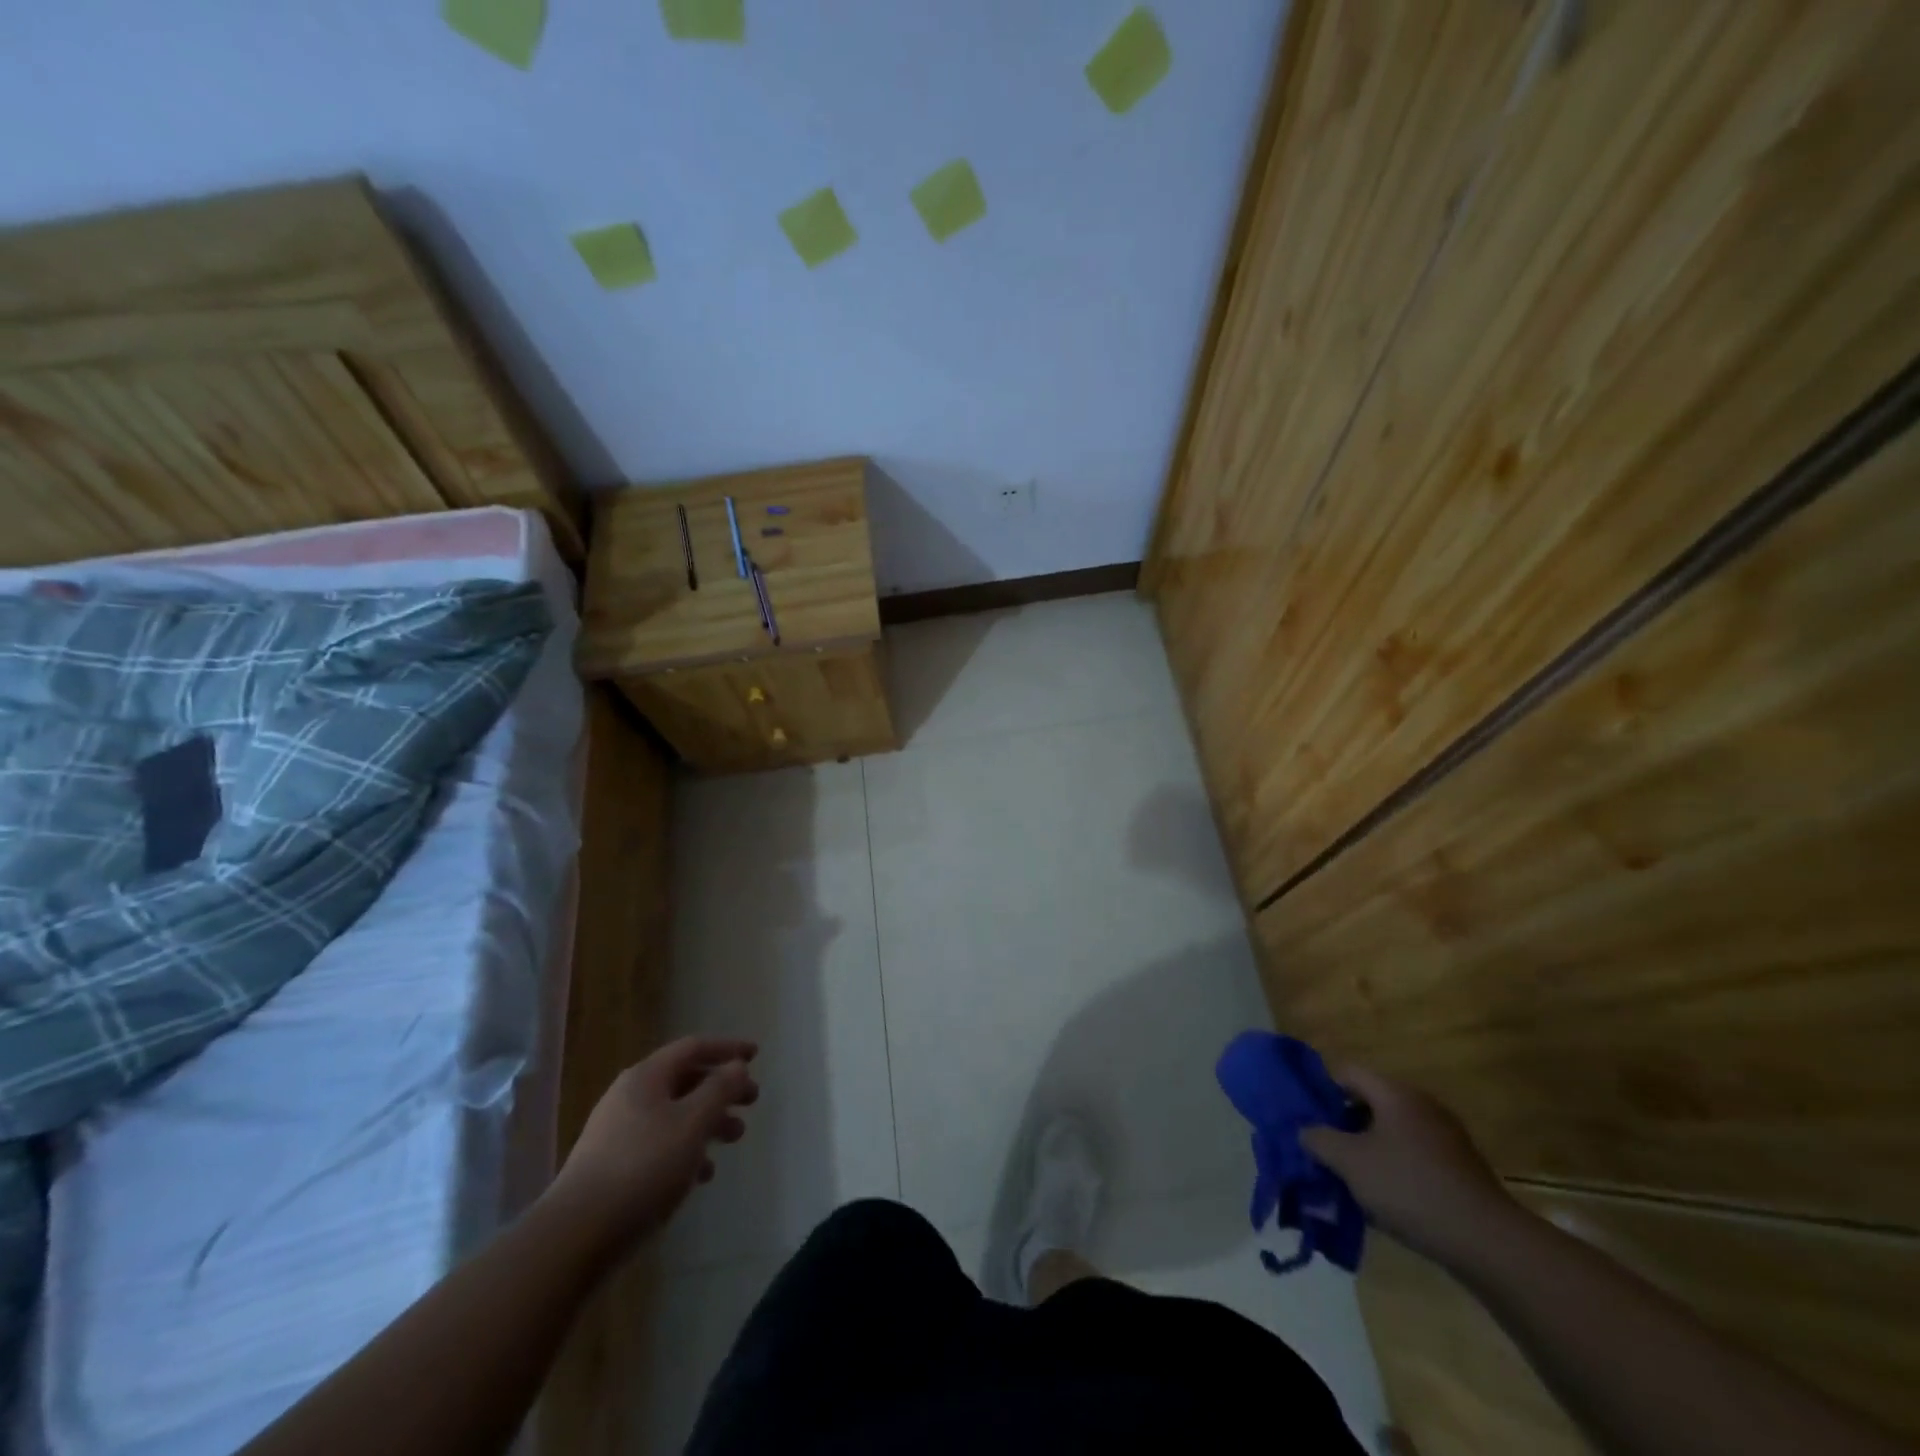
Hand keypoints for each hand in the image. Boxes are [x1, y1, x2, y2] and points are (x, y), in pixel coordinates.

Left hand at [549, 1036, 758, 1247]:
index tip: (755, 1055)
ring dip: (708, 1121)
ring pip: (674, 1114)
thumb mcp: (692, 1123)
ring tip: (734, 1138)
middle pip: (685, 1080)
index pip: (693, 1047)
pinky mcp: (612, 1167)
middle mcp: (629, 1097)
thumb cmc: (643, 1168)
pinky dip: (686, 1149)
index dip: (727, 1048)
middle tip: (751, 1102)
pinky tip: (702, 1174)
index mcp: (646, 1077)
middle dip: (721, 1089)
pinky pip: (659, 1144)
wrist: (575, 1236)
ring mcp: (617, 1132)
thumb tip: (737, 1066)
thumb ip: (719, 1090)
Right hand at [1301, 1062, 1519, 1270]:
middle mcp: (1421, 1105)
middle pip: (1368, 1102)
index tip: (1307, 1117)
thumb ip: (1319, 1139)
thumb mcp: (1350, 1163)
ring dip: (1367, 1149)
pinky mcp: (1459, 1167)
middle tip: (1324, 1150)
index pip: (1346, 1072)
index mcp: (1394, 1093)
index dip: (1321, 1089)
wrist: (1488, 1242)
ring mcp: (1445, 1136)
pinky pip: (1413, 1155)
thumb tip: (1305, 1130)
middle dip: (1343, 1124)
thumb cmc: (1409, 1188)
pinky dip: (1394, 1168)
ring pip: (1391, 1132)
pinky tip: (1385, 1198)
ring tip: (1350, 1178)